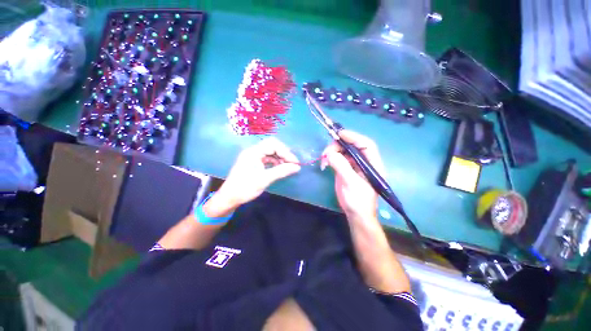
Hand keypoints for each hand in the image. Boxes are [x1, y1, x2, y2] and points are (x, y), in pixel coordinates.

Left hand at [217, 138, 300, 207]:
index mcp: (253, 152)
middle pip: (272, 146)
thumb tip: (297, 167)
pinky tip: (280, 168)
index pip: (273, 144)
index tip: (294, 162)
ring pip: (270, 152)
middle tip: (292, 163)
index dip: (286, 152)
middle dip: (283, 153)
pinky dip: (275, 162)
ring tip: (287, 167)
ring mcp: (253, 156)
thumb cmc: (245, 188)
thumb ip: (281, 171)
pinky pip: (267, 158)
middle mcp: (253, 151)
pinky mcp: (254, 162)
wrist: (229, 198)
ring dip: (280, 158)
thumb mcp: (264, 180)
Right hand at [321, 130, 384, 221]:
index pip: (366, 145)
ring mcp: (354, 165)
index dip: (353, 137)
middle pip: (352, 146)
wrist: (356, 214)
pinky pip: (338, 158)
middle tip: (326, 152)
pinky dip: (330, 158)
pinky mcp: (346, 169)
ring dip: (332, 152)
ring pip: (343, 151)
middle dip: (338, 145)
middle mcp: (364, 162)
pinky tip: (325, 163)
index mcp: (372, 164)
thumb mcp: (351, 183)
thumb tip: (330, 153)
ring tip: (324, 159)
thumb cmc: (358, 201)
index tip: (339, 134)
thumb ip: (342, 167)